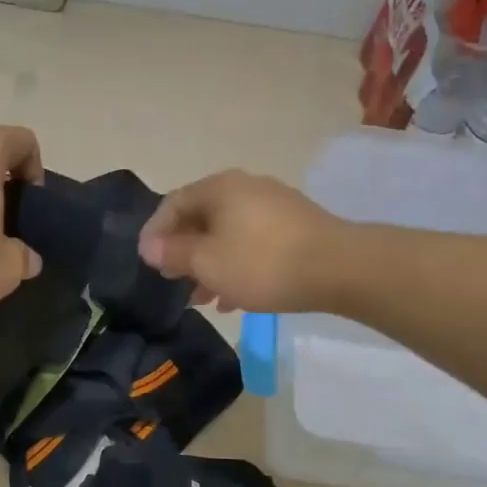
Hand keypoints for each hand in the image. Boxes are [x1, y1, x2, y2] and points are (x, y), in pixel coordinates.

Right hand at [138, 170, 346, 313]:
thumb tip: (150, 246)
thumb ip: (174, 253)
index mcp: (219, 188)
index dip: (155, 233)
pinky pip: (252, 242)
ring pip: (227, 234)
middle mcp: (245, 188)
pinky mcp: (295, 227)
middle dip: (184, 252)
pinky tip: (235, 298)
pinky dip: (237, 265)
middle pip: (201, 218)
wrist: (340, 268)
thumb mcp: (208, 262)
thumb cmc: (262, 263)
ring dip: (210, 264)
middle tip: (173, 281)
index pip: (173, 203)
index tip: (147, 263)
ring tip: (202, 298)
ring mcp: (273, 206)